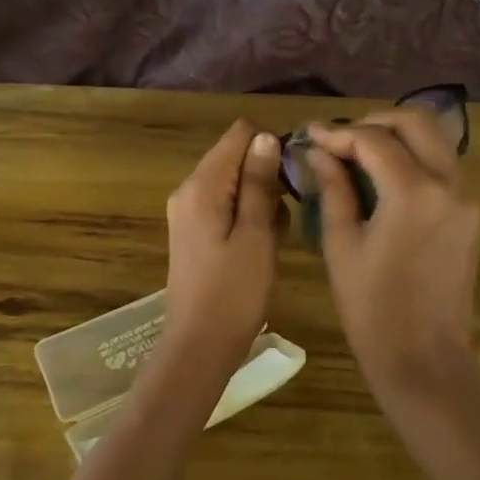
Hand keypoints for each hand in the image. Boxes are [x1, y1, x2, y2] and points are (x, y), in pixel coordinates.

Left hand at [163, 120, 285, 370]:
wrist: (199, 345)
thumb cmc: (234, 291)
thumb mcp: (256, 234)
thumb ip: (259, 182)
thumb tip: (265, 136)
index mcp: (202, 185)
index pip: (239, 134)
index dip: (270, 145)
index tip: (292, 178)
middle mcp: (189, 190)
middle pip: (235, 157)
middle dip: (266, 177)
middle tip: (284, 217)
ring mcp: (188, 211)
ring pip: (234, 184)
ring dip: (260, 201)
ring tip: (274, 238)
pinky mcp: (194, 231)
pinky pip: (226, 206)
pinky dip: (247, 217)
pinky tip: (260, 247)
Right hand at [308, 110, 479, 414]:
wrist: (425, 360)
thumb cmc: (372, 309)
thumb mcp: (341, 245)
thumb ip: (333, 189)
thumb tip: (319, 152)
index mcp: (414, 193)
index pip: (373, 140)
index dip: (338, 133)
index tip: (310, 136)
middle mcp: (450, 185)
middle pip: (416, 122)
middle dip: (374, 121)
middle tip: (340, 138)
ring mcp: (468, 199)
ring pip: (436, 141)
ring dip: (398, 137)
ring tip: (359, 152)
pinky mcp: (472, 215)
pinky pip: (444, 168)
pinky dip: (415, 158)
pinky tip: (386, 176)